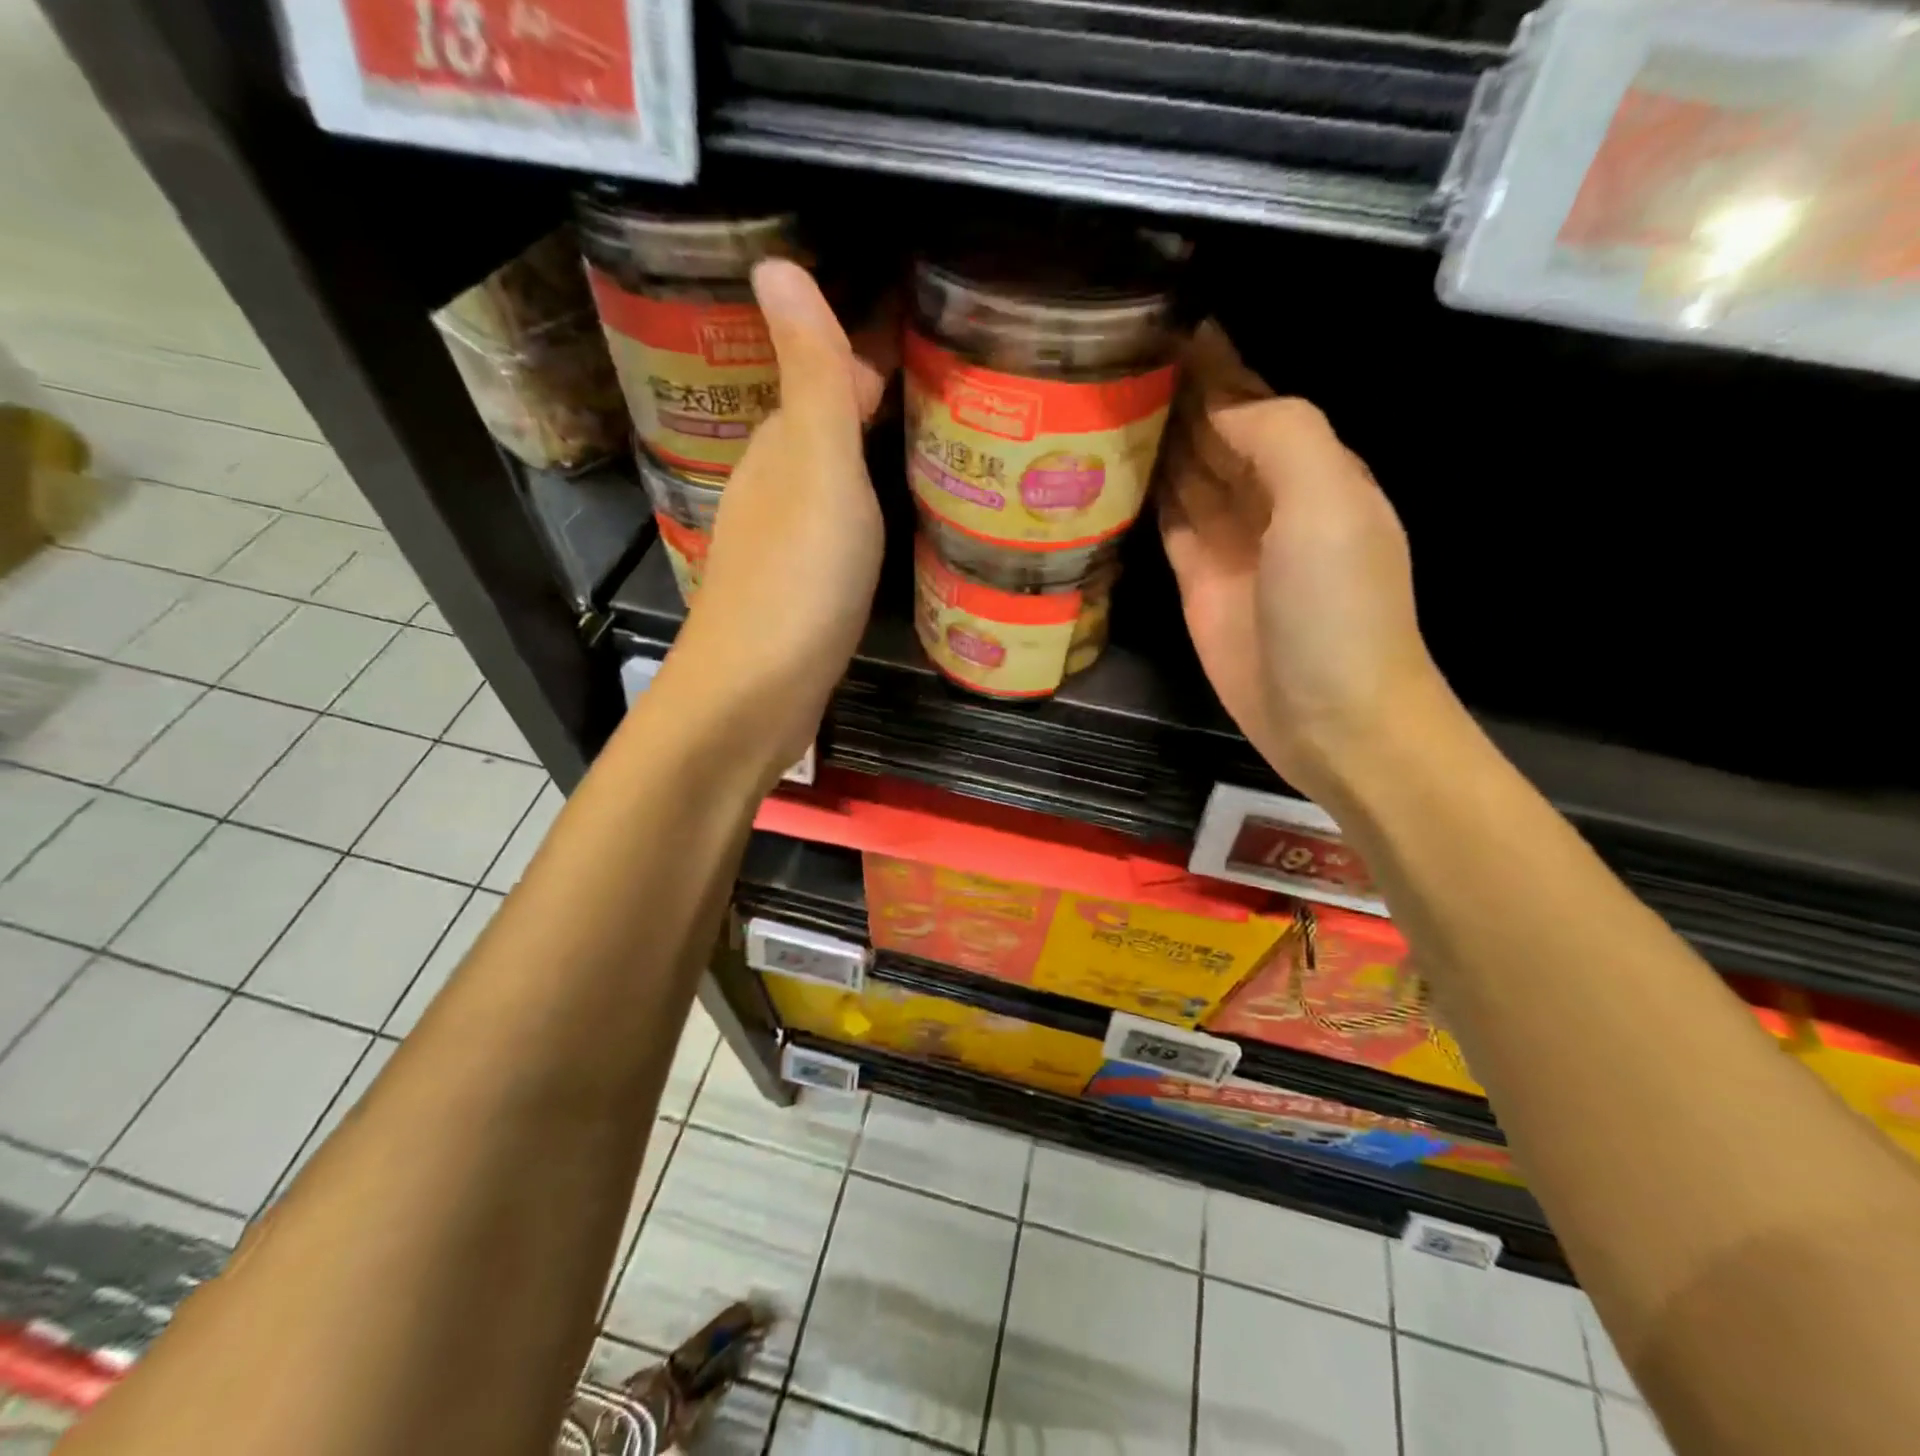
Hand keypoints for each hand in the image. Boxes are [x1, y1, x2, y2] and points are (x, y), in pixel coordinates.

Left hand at [663, 261, 892, 778]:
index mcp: (781, 449)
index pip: (820, 378)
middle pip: (825, 429)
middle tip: (952, 404)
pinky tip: (891, 530)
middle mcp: (774, 489)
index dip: (865, 356)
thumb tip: (776, 262)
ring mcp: (783, 545)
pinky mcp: (797, 594)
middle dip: (875, 407)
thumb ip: (812, 379)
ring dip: (871, 463)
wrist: (754, 698)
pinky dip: (864, 517)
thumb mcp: (817, 470)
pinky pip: (835, 533)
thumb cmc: (797, 580)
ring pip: (830, 484)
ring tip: (936, 457)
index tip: (929, 344)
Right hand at [1158, 322, 1449, 803]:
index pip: (1254, 399)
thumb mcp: (1327, 504)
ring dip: (1154, 438)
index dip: (1214, 364)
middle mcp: (1269, 497)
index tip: (1162, 324)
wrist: (1330, 715)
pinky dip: (1144, 492)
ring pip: (1186, 472)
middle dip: (1175, 394)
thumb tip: (1221, 405)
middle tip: (1112, 356)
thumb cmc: (1339, 608)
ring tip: (1100, 399)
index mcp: (1312, 467)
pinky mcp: (1197, 582)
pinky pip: (1166, 521)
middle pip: (1215, 432)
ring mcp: (1230, 542)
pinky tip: (1112, 466)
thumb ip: (1281, 436)